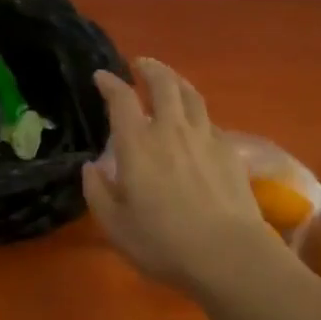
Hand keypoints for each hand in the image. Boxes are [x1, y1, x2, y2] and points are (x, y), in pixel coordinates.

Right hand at [81, 58, 277, 296]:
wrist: (230, 255)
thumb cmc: (164, 242)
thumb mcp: (116, 226)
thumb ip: (98, 192)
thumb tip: (90, 167)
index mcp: (137, 143)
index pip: (121, 99)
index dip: (109, 83)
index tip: (101, 76)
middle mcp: (170, 129)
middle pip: (162, 83)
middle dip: (149, 68)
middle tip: (140, 65)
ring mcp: (204, 137)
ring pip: (190, 95)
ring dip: (176, 81)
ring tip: (169, 80)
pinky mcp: (229, 151)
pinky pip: (209, 119)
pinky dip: (197, 112)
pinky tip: (196, 123)